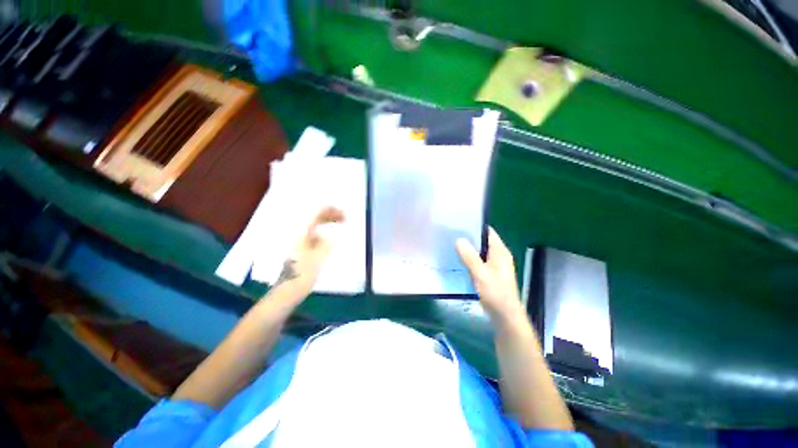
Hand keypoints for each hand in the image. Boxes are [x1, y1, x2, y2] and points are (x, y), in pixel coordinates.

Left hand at [273, 206, 344, 297]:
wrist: (288, 292)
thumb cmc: (303, 274)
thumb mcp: (319, 258)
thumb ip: (327, 244)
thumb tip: (335, 234)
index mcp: (302, 234)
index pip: (316, 215)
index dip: (330, 211)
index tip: (344, 214)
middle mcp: (300, 236)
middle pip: (315, 219)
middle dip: (330, 216)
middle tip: (345, 218)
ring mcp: (300, 243)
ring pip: (316, 227)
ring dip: (328, 224)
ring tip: (341, 225)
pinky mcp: (302, 251)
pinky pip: (315, 236)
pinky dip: (325, 233)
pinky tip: (332, 240)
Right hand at [456, 227, 524, 325]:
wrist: (505, 315)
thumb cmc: (495, 292)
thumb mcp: (480, 273)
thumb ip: (469, 256)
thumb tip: (459, 240)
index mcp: (500, 252)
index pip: (488, 232)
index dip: (475, 227)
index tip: (460, 224)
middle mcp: (499, 256)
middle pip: (483, 241)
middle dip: (469, 238)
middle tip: (452, 234)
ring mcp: (495, 265)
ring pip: (480, 252)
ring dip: (469, 249)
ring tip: (453, 244)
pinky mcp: (491, 273)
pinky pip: (479, 261)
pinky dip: (470, 259)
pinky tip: (459, 260)